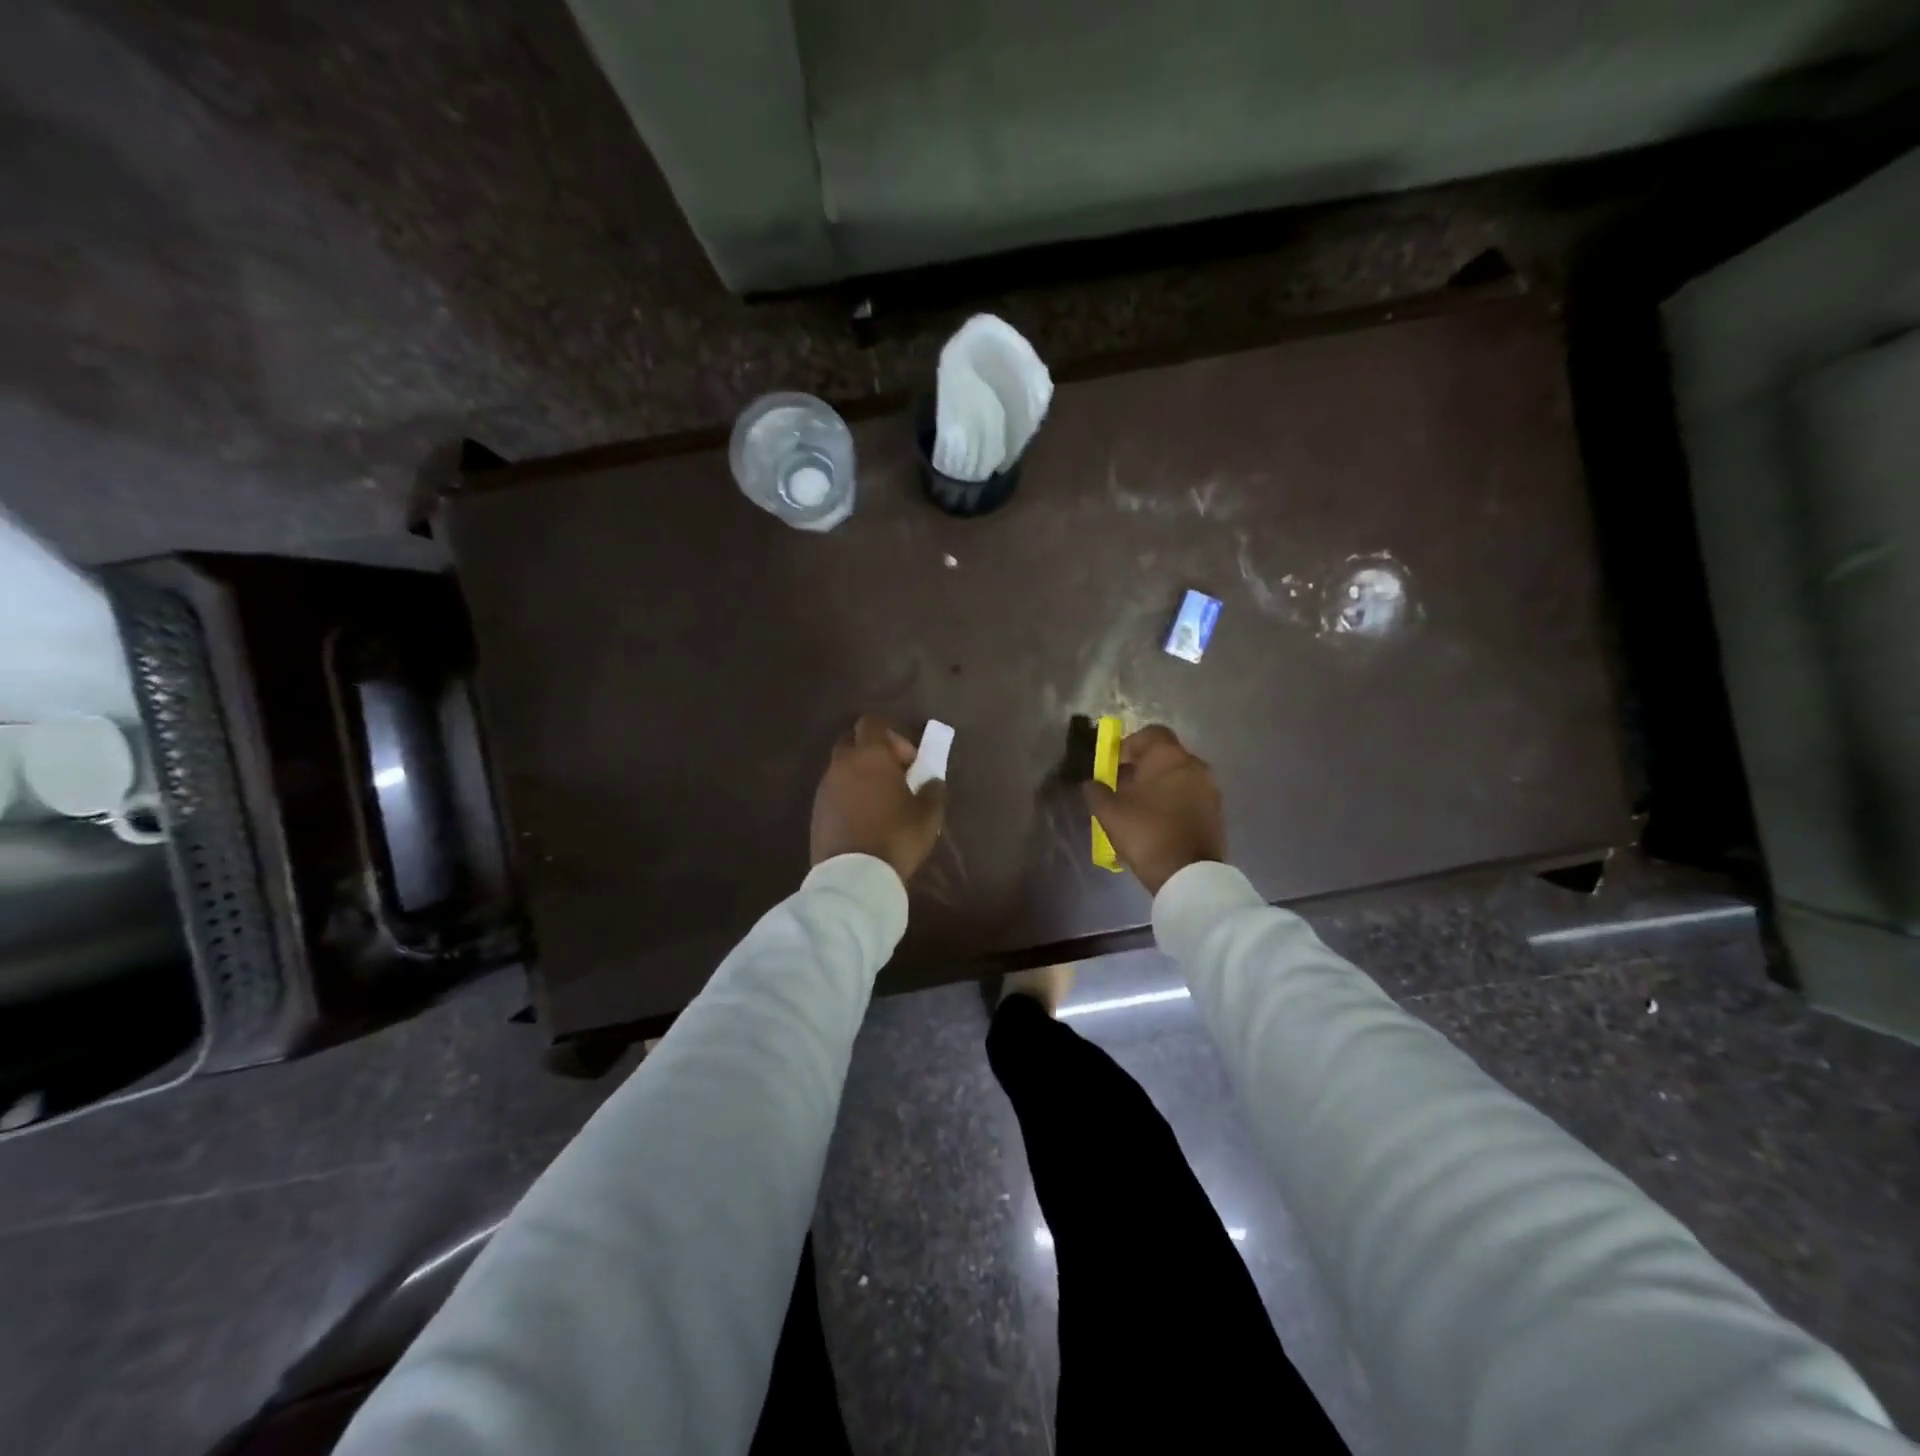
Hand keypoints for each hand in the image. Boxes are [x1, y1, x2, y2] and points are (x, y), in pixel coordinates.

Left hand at [811, 715, 946, 882]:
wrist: (854, 876)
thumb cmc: (897, 837)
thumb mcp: (929, 814)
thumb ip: (933, 788)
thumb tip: (931, 779)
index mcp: (870, 755)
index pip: (873, 723)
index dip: (893, 736)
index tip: (908, 762)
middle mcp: (843, 764)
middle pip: (853, 741)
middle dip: (872, 752)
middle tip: (893, 777)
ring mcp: (825, 787)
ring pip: (841, 767)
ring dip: (859, 776)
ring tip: (880, 802)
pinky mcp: (816, 810)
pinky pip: (834, 791)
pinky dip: (848, 796)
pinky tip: (863, 820)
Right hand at [1081, 724, 1225, 895]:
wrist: (1188, 874)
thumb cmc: (1146, 833)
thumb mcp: (1108, 812)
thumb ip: (1095, 791)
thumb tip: (1092, 783)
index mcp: (1169, 756)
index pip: (1150, 733)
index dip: (1129, 745)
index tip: (1115, 766)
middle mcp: (1194, 765)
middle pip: (1165, 756)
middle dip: (1142, 768)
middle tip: (1123, 789)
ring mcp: (1210, 789)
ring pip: (1178, 777)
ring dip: (1159, 786)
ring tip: (1139, 809)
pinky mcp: (1216, 812)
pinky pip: (1190, 797)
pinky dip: (1174, 802)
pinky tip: (1158, 824)